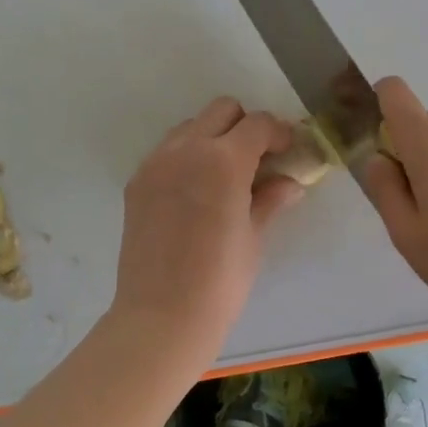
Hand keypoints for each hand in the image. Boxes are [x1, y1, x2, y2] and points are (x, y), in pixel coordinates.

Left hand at [108, 97, 306, 369]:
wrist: (161, 315)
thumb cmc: (221, 279)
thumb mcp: (254, 236)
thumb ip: (270, 199)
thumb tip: (290, 183)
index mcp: (223, 160)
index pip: (258, 124)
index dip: (279, 133)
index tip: (288, 152)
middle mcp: (186, 149)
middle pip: (222, 110)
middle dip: (245, 126)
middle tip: (258, 160)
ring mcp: (156, 163)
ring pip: (191, 127)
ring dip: (213, 138)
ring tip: (225, 176)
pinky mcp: (137, 182)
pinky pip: (167, 152)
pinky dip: (187, 157)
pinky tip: (196, 193)